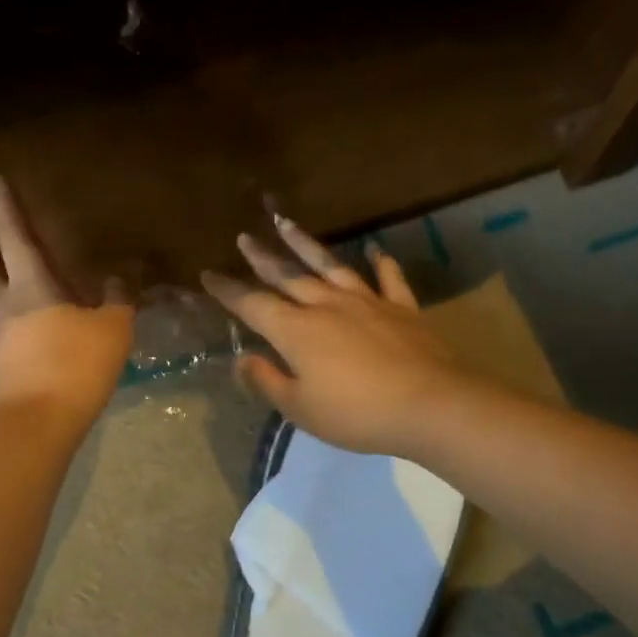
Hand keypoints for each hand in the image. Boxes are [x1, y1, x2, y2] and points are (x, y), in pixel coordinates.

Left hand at [0, 177, 133, 427]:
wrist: (34, 426)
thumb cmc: (75, 368)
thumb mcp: (112, 330)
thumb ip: (116, 300)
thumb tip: (115, 279)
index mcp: (30, 286)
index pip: (15, 236)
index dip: (7, 208)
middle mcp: (3, 306)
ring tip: (2, 276)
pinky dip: (4, 314)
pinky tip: (21, 324)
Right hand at [201, 215, 468, 456]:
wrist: (429, 404)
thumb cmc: (356, 413)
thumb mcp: (300, 408)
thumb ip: (267, 381)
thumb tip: (241, 359)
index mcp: (296, 331)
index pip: (253, 305)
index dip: (228, 291)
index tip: (208, 274)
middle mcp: (326, 306)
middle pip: (288, 276)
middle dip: (262, 258)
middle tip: (245, 237)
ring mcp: (366, 301)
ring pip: (330, 266)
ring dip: (306, 245)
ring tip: (287, 223)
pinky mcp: (401, 308)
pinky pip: (388, 278)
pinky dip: (380, 263)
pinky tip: (375, 249)